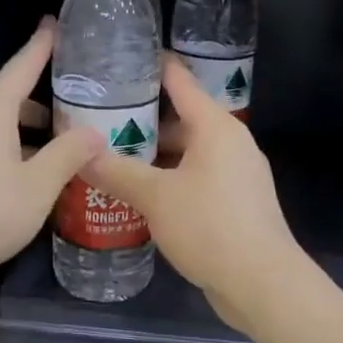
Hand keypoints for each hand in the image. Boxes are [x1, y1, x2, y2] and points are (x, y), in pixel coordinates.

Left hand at [0, 19, 103, 291]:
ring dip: (20, 129)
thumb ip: (67, 156)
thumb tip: (95, 132)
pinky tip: (18, 177)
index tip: (54, 22)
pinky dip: (4, 147)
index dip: (41, 45)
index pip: (22, 66)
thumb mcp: (37, 186)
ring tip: (50, 149)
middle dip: (37, 99)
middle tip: (69, 108)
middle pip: (6, 96)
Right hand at [83, 56, 303, 331]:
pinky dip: (169, 177)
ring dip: (153, 153)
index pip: (179, 80)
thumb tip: (79, 154)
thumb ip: (116, 171)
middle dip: (142, 117)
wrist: (263, 285)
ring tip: (111, 154)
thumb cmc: (210, 226)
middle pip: (181, 117)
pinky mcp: (235, 201)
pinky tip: (139, 191)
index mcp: (216, 126)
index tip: (119, 58)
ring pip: (187, 150)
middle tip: (100, 116)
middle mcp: (230, 142)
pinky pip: (196, 176)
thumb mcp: (155, 197)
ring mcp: (236, 173)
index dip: (151, 66)